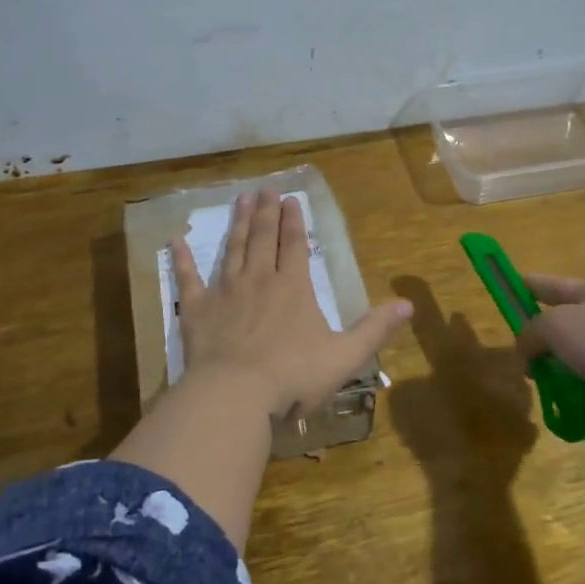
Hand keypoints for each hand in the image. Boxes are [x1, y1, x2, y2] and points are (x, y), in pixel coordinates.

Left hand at [172, 190, 412, 419]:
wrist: (235, 395)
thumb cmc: (293, 376)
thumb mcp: (345, 356)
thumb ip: (375, 329)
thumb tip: (409, 305)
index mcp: (293, 288)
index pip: (295, 245)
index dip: (294, 221)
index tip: (291, 198)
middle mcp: (259, 280)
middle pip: (262, 238)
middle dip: (265, 212)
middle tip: (264, 189)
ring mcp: (224, 292)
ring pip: (232, 249)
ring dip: (236, 224)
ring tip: (238, 199)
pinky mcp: (195, 310)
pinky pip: (187, 279)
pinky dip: (182, 259)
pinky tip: (176, 240)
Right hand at [514, 274, 584, 454]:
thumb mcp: (557, 324)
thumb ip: (532, 331)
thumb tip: (525, 347)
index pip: (560, 286)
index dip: (535, 285)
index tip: (512, 284)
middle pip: (566, 326)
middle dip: (540, 335)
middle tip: (516, 347)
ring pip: (571, 360)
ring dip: (551, 368)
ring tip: (531, 377)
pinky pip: (581, 391)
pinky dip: (566, 396)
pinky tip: (553, 401)